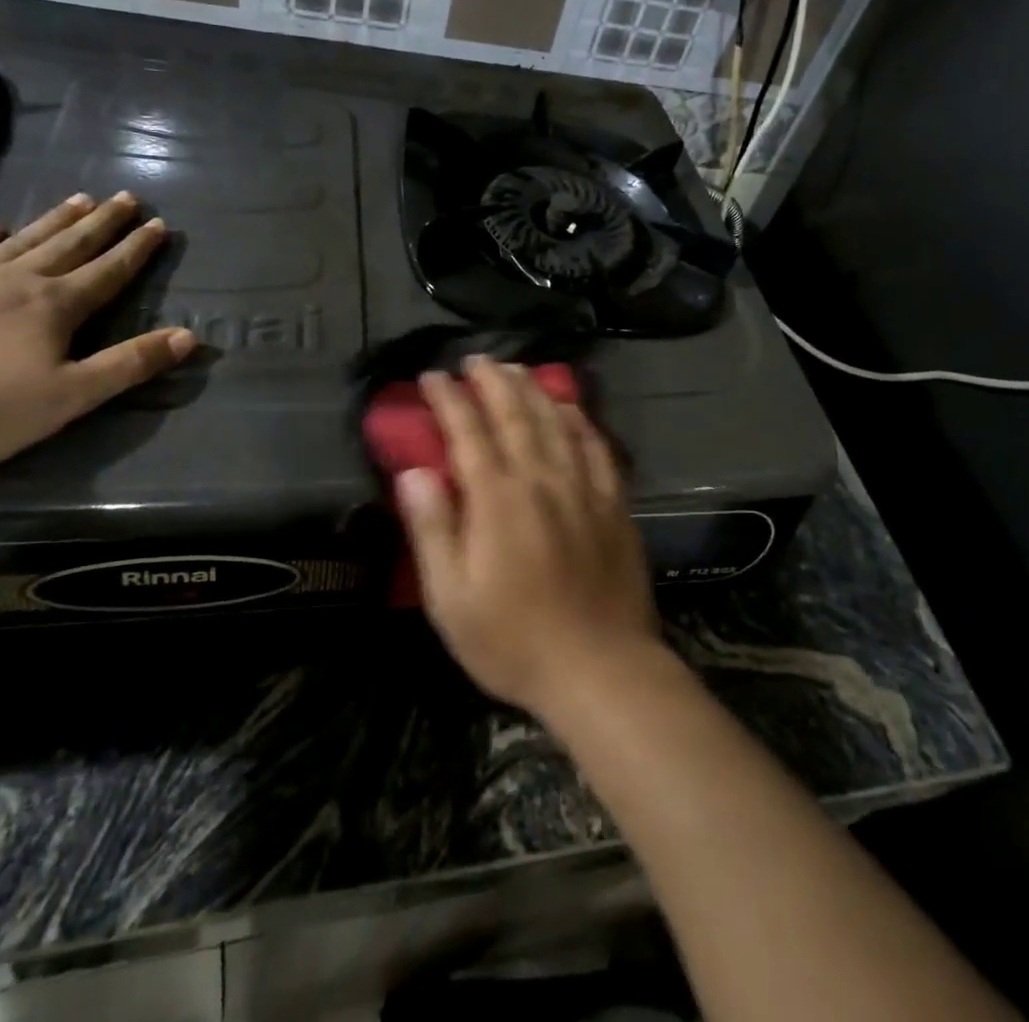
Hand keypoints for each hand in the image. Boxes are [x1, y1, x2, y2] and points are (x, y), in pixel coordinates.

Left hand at [0, 192, 194, 473]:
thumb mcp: (69, 398)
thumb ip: (130, 365)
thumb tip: (190, 336)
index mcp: (54, 307)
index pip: (108, 271)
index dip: (137, 249)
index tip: (159, 223)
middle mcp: (14, 281)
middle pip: (69, 245)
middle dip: (102, 223)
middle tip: (126, 198)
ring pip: (20, 241)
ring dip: (52, 221)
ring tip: (78, 198)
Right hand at [396, 356, 663, 716]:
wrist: (601, 668)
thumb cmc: (514, 641)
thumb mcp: (451, 599)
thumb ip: (433, 529)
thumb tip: (414, 472)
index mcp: (497, 500)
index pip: (468, 432)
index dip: (449, 400)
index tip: (434, 376)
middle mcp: (541, 480)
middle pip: (515, 415)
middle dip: (492, 381)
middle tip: (476, 360)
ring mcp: (583, 488)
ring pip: (556, 422)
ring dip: (533, 390)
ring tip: (516, 369)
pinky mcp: (614, 503)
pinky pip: (596, 446)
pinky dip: (579, 420)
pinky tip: (570, 408)